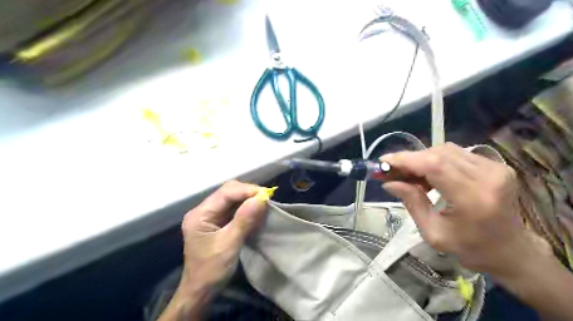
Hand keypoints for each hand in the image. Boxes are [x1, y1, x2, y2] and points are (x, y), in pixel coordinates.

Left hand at [158, 182, 267, 319]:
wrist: (200, 291)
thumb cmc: (211, 270)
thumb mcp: (229, 245)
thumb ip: (244, 220)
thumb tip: (261, 198)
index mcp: (200, 214)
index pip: (225, 193)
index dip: (246, 191)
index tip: (266, 195)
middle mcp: (203, 210)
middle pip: (228, 192)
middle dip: (248, 193)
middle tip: (266, 199)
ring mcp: (210, 216)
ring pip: (232, 199)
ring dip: (248, 199)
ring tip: (264, 203)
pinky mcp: (217, 222)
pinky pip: (233, 208)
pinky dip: (246, 208)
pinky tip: (256, 211)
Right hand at [380, 142, 549, 277]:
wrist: (512, 251)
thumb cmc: (471, 248)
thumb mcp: (433, 233)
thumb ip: (411, 203)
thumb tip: (388, 182)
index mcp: (473, 198)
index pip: (434, 165)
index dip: (406, 159)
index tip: (383, 162)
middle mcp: (488, 177)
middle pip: (439, 153)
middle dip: (410, 159)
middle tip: (392, 171)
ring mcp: (495, 168)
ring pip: (446, 150)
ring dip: (422, 159)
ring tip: (410, 175)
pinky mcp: (496, 165)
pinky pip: (457, 154)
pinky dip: (436, 160)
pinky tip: (428, 174)